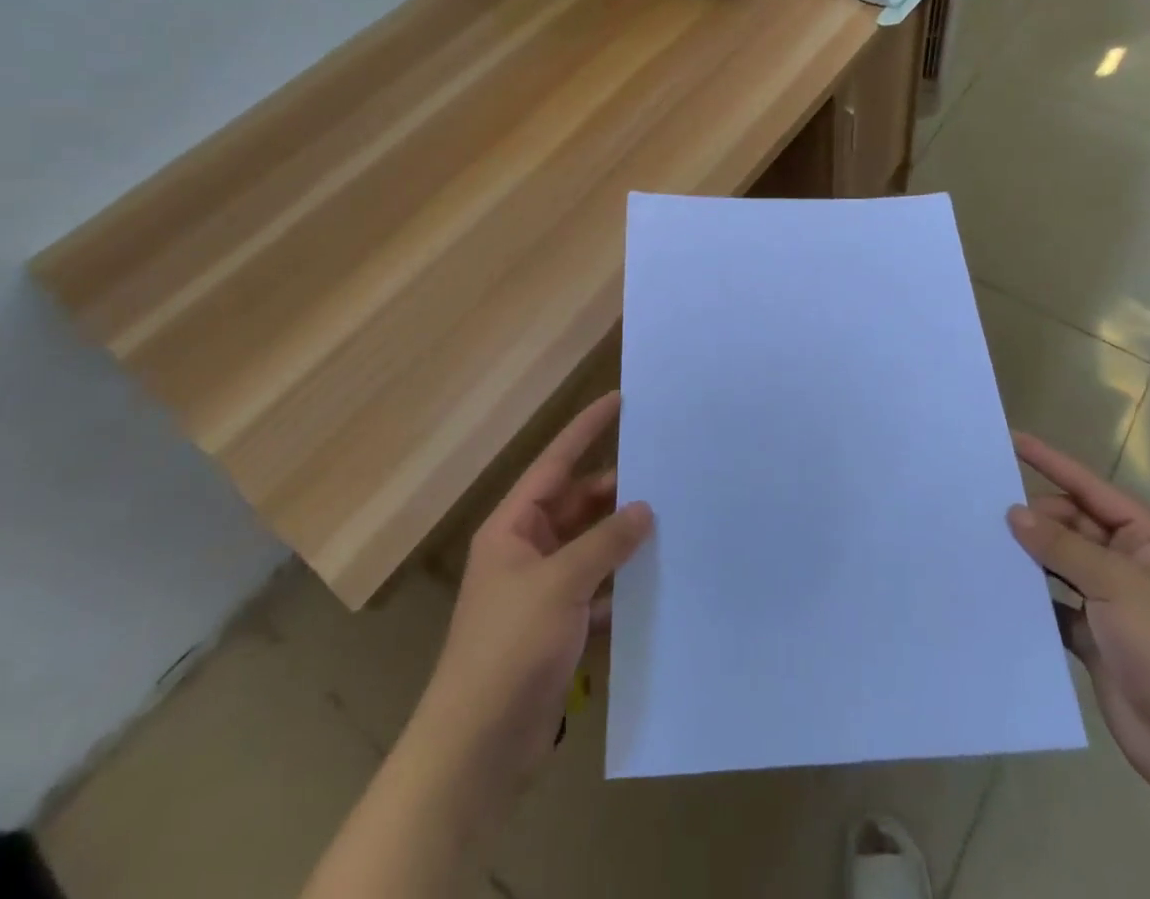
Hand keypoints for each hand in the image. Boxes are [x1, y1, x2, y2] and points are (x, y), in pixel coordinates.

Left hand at [410, 392, 652, 831]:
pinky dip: (622, 583)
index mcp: (514, 527)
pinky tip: (658, 579)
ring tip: (673, 518)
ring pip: (592, 546)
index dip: (585, 429)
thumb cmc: (509, 649)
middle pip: (579, 504)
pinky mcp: (559, 627)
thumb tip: (645, 509)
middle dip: (618, 490)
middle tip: (666, 470)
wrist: (476, 750)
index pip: (556, 463)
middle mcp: (527, 549)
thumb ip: (605, 542)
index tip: (619, 399)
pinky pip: (598, 588)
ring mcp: (543, 590)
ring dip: (624, 538)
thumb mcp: (560, 584)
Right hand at [1006, 432, 1149, 808]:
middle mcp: (1130, 563)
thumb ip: (1062, 545)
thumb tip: (1014, 513)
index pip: (1090, 487)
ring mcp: (1113, 602)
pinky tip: (1000, 591)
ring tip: (984, 544)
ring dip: (1031, 557)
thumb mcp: (1115, 584)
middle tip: (990, 517)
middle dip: (1036, 519)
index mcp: (1149, 539)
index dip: (1051, 463)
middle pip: (1073, 525)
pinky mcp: (1096, 637)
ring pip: (1061, 563)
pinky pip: (1056, 603)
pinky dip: (1034, 598)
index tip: (1012, 440)